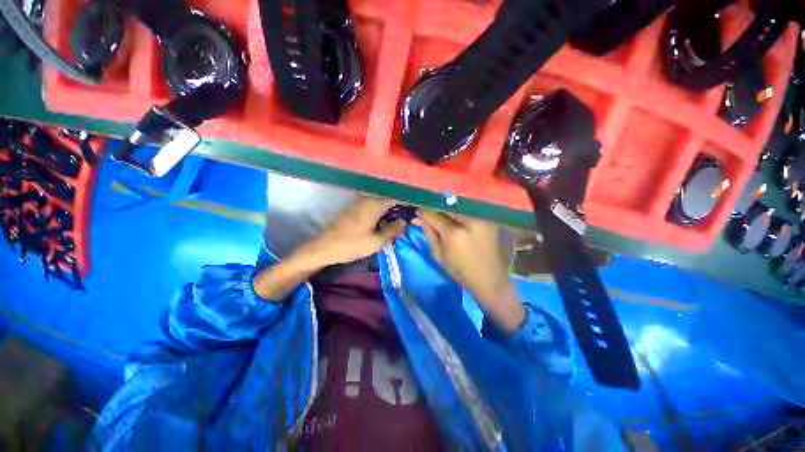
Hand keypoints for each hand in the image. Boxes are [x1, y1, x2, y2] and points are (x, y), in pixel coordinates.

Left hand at [299, 197, 406, 266]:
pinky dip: (380, 211)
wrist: (324, 247)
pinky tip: (383, 221)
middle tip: (408, 214)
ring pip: (379, 201)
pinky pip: (371, 206)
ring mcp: (359, 203)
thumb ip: (392, 230)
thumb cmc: (351, 245)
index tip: (417, 204)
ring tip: (397, 218)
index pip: (395, 197)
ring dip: (389, 208)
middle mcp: (367, 200)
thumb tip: (403, 222)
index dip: (407, 199)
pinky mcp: (353, 209)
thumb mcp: (376, 241)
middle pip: (387, 197)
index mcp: (374, 205)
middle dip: (399, 204)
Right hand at [414, 210, 524, 332]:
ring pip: (457, 204)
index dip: (423, 211)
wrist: (488, 278)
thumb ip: (429, 233)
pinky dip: (458, 210)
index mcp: (453, 233)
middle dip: (435, 207)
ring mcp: (481, 218)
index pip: (433, 215)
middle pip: (446, 205)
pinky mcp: (488, 219)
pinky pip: (469, 209)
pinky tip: (453, 215)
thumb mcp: (439, 254)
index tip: (417, 211)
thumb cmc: (460, 270)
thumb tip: (417, 218)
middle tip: (428, 212)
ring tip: (440, 212)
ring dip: (446, 207)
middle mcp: (468, 220)